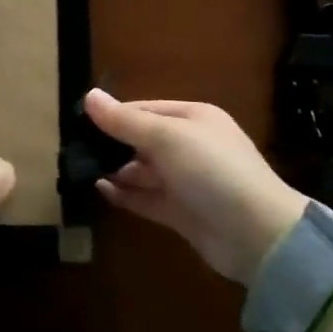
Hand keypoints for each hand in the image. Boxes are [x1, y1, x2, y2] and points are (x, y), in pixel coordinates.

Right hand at [84, 89, 306, 285]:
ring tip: (81, 170)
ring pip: (142, 170)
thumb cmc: (212, 171)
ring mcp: (186, 181)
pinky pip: (146, 198)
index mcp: (193, 118)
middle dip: (111, 144)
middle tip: (74, 149)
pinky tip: (99, 190)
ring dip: (115, 170)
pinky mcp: (181, 212)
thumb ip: (125, 121)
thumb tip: (89, 96)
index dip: (113, 115)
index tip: (78, 123)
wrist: (258, 235)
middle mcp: (190, 146)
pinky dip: (124, 194)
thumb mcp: (167, 137)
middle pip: (142, 140)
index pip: (144, 109)